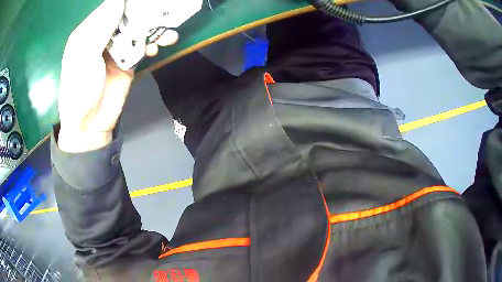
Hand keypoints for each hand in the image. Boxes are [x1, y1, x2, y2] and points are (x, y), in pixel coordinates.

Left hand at [58, 0, 177, 152]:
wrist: (89, 125)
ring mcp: (117, 48)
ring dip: (154, 29)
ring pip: (139, 29)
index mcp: (91, 30)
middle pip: (128, 15)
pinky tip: (157, 47)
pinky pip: (143, 46)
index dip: (129, 2)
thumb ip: (101, 27)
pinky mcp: (128, 61)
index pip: (112, 6)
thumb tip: (119, 1)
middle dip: (146, 13)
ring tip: (166, 35)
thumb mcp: (84, 56)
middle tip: (163, 12)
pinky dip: (153, 44)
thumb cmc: (79, 90)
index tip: (147, 2)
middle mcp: (105, 35)